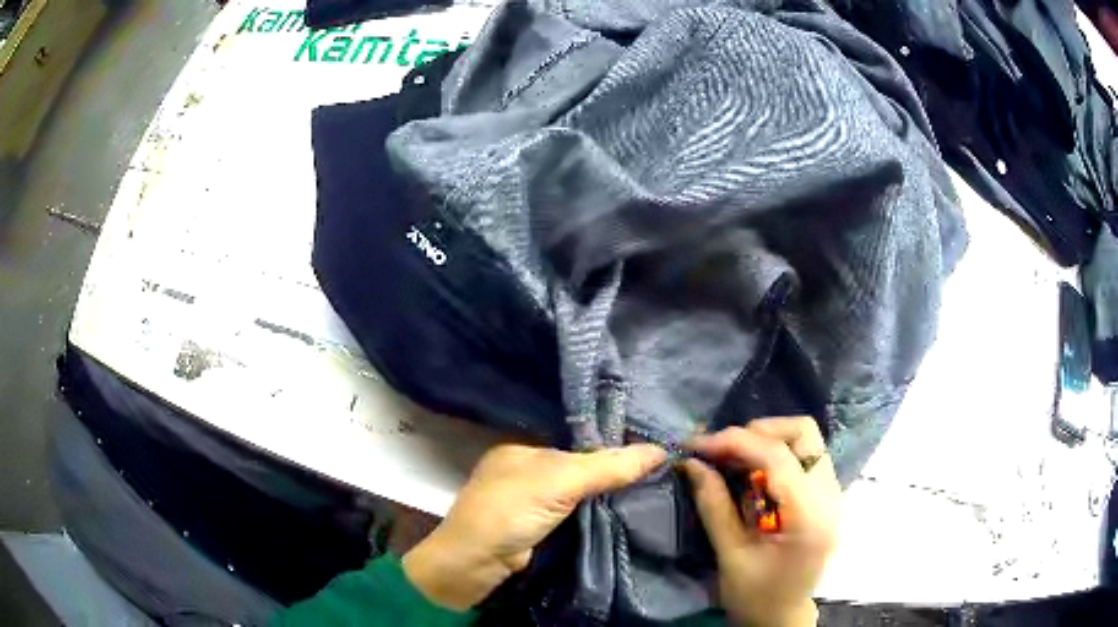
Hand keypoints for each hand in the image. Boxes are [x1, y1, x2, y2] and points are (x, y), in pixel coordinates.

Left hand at [403, 443, 666, 609]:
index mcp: (524, 448)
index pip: (577, 438)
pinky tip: (628, 508)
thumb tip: (661, 450)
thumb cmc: (509, 510)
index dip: (611, 441)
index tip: (651, 442)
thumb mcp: (559, 481)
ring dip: (609, 491)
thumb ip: (607, 467)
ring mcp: (532, 501)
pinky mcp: (539, 527)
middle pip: (580, 465)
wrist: (475, 563)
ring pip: (580, 491)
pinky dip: (598, 511)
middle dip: (614, 468)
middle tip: (661, 466)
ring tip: (656, 483)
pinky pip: (576, 512)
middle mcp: (527, 470)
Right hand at [684, 417, 840, 626]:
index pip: (778, 457)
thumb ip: (714, 505)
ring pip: (806, 439)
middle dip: (757, 433)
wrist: (782, 617)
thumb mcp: (730, 555)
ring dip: (766, 440)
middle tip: (720, 451)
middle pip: (803, 433)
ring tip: (731, 459)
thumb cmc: (756, 596)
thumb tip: (692, 463)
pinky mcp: (826, 495)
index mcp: (809, 516)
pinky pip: (804, 456)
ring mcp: (833, 492)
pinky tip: (750, 473)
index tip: (697, 446)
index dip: (735, 442)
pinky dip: (775, 454)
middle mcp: (830, 495)